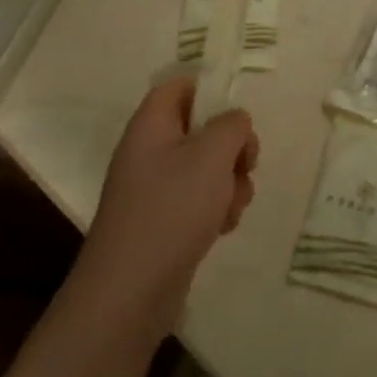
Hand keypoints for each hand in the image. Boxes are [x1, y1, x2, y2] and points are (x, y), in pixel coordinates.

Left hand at [76, 79, 258, 328]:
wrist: (132, 289)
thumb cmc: (172, 209)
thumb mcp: (211, 155)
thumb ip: (231, 126)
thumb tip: (235, 121)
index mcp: (151, 124)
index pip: (179, 86)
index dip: (211, 91)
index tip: (238, 117)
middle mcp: (149, 151)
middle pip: (201, 129)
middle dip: (232, 148)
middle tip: (245, 166)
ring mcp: (155, 188)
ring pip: (207, 168)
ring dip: (230, 183)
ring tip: (232, 207)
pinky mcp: (165, 220)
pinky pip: (200, 200)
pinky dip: (217, 209)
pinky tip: (222, 228)